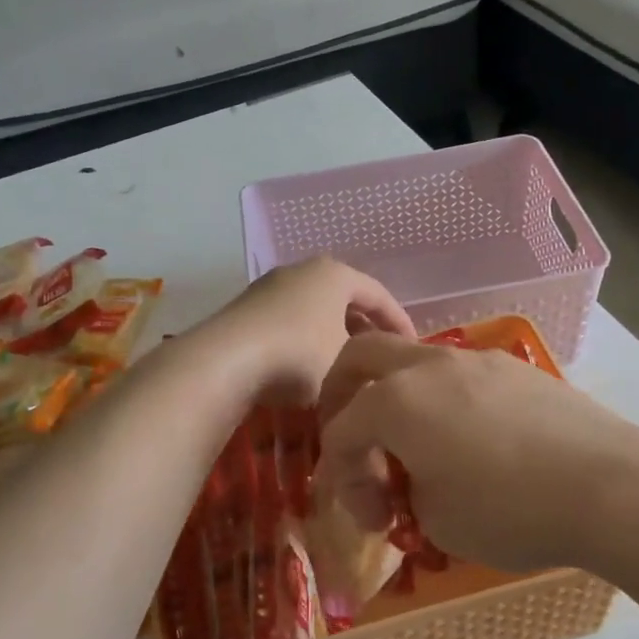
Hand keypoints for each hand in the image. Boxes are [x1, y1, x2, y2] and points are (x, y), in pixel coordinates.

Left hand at [195, 257, 415, 407]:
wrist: (225, 361)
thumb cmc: (299, 355)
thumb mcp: (347, 361)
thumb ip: (368, 358)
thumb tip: (373, 366)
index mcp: (334, 274)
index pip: (379, 294)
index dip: (400, 322)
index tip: (414, 348)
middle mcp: (302, 271)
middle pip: (346, 299)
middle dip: (366, 328)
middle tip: (382, 355)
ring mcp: (270, 287)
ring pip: (316, 310)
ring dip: (335, 335)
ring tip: (348, 364)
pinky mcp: (247, 309)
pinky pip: (291, 321)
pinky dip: (308, 340)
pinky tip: (310, 367)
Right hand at [315, 332, 638, 574]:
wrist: (609, 486)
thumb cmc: (510, 510)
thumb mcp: (437, 520)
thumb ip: (407, 492)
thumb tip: (415, 481)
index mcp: (396, 400)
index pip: (341, 430)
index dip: (342, 479)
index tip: (373, 520)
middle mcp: (429, 366)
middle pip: (361, 356)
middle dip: (341, 395)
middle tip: (354, 440)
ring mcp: (476, 360)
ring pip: (414, 360)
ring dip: (398, 397)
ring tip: (418, 447)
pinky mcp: (516, 369)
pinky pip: (459, 374)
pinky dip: (442, 400)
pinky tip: (469, 439)